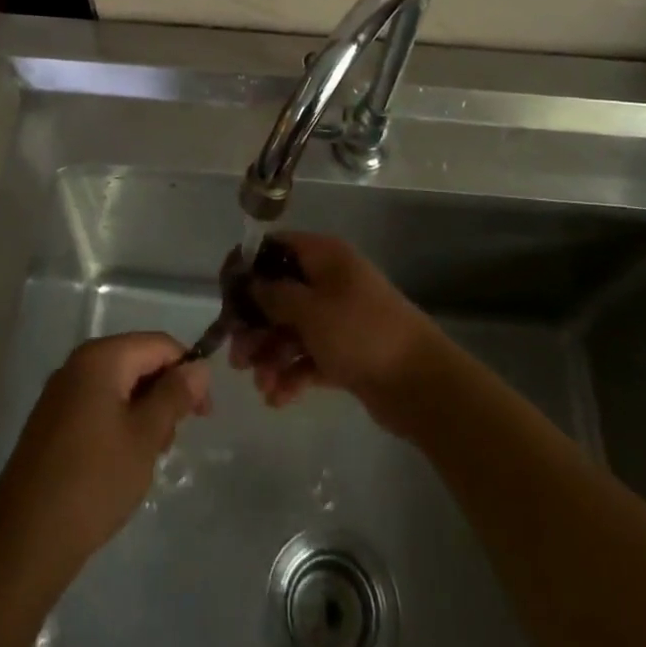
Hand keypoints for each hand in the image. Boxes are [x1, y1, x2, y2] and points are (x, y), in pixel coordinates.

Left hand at [0, 333, 211, 569]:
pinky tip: (121, 462)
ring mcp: (60, 393)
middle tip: (171, 441)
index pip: (159, 344)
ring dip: (142, 412)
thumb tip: (199, 367)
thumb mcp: (145, 436)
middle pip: (137, 361)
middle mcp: (78, 364)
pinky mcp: (50, 422)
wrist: (24, 541)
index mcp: (101, 357)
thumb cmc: (94, 481)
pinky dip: (118, 423)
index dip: (188, 371)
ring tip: (147, 457)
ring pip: (118, 386)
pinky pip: (97, 406)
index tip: (204, 414)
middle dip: (163, 394)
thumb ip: (175, 395)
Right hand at [228, 232, 443, 430]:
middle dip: (256, 325)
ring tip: (261, 384)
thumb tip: (251, 283)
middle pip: (280, 294)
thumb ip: (274, 295)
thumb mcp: (309, 309)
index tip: (225, 295)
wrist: (420, 383)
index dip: (248, 267)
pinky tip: (277, 398)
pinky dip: (292, 374)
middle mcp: (330, 281)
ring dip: (271, 355)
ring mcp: (339, 318)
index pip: (276, 248)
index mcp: (324, 256)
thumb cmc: (359, 332)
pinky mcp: (345, 352)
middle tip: (237, 356)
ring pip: (291, 330)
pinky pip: (308, 357)